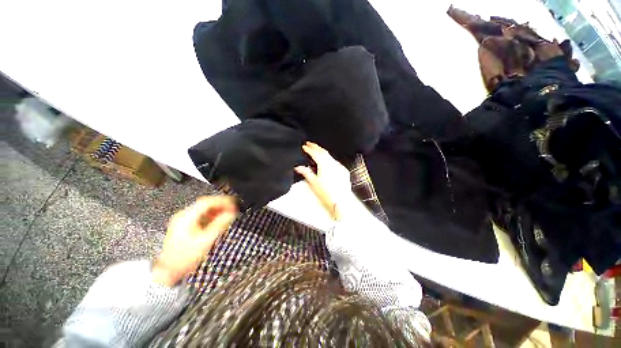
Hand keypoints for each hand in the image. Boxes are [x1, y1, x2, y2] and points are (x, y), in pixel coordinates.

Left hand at [153, 196, 237, 286]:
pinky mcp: (183, 225)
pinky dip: (210, 215)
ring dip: (216, 209)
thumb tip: (231, 213)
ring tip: (227, 213)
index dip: (222, 201)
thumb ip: (220, 224)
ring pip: (202, 209)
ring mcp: (181, 220)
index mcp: (186, 217)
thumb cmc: (186, 257)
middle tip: (233, 207)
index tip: (233, 204)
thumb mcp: (206, 240)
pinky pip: (200, 215)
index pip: (207, 202)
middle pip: (205, 204)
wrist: (168, 271)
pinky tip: (217, 219)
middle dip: (220, 204)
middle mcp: (182, 215)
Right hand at [295, 142, 351, 220]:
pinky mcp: (344, 171)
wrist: (340, 201)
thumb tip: (299, 167)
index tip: (304, 146)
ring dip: (323, 153)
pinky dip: (330, 160)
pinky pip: (335, 162)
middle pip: (323, 152)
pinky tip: (327, 162)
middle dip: (316, 147)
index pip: (315, 153)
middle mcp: (333, 164)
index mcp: (324, 165)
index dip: (309, 149)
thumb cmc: (327, 194)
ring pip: (330, 156)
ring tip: (317, 151)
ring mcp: (339, 167)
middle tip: (310, 144)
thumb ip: (306, 172)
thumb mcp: (314, 182)